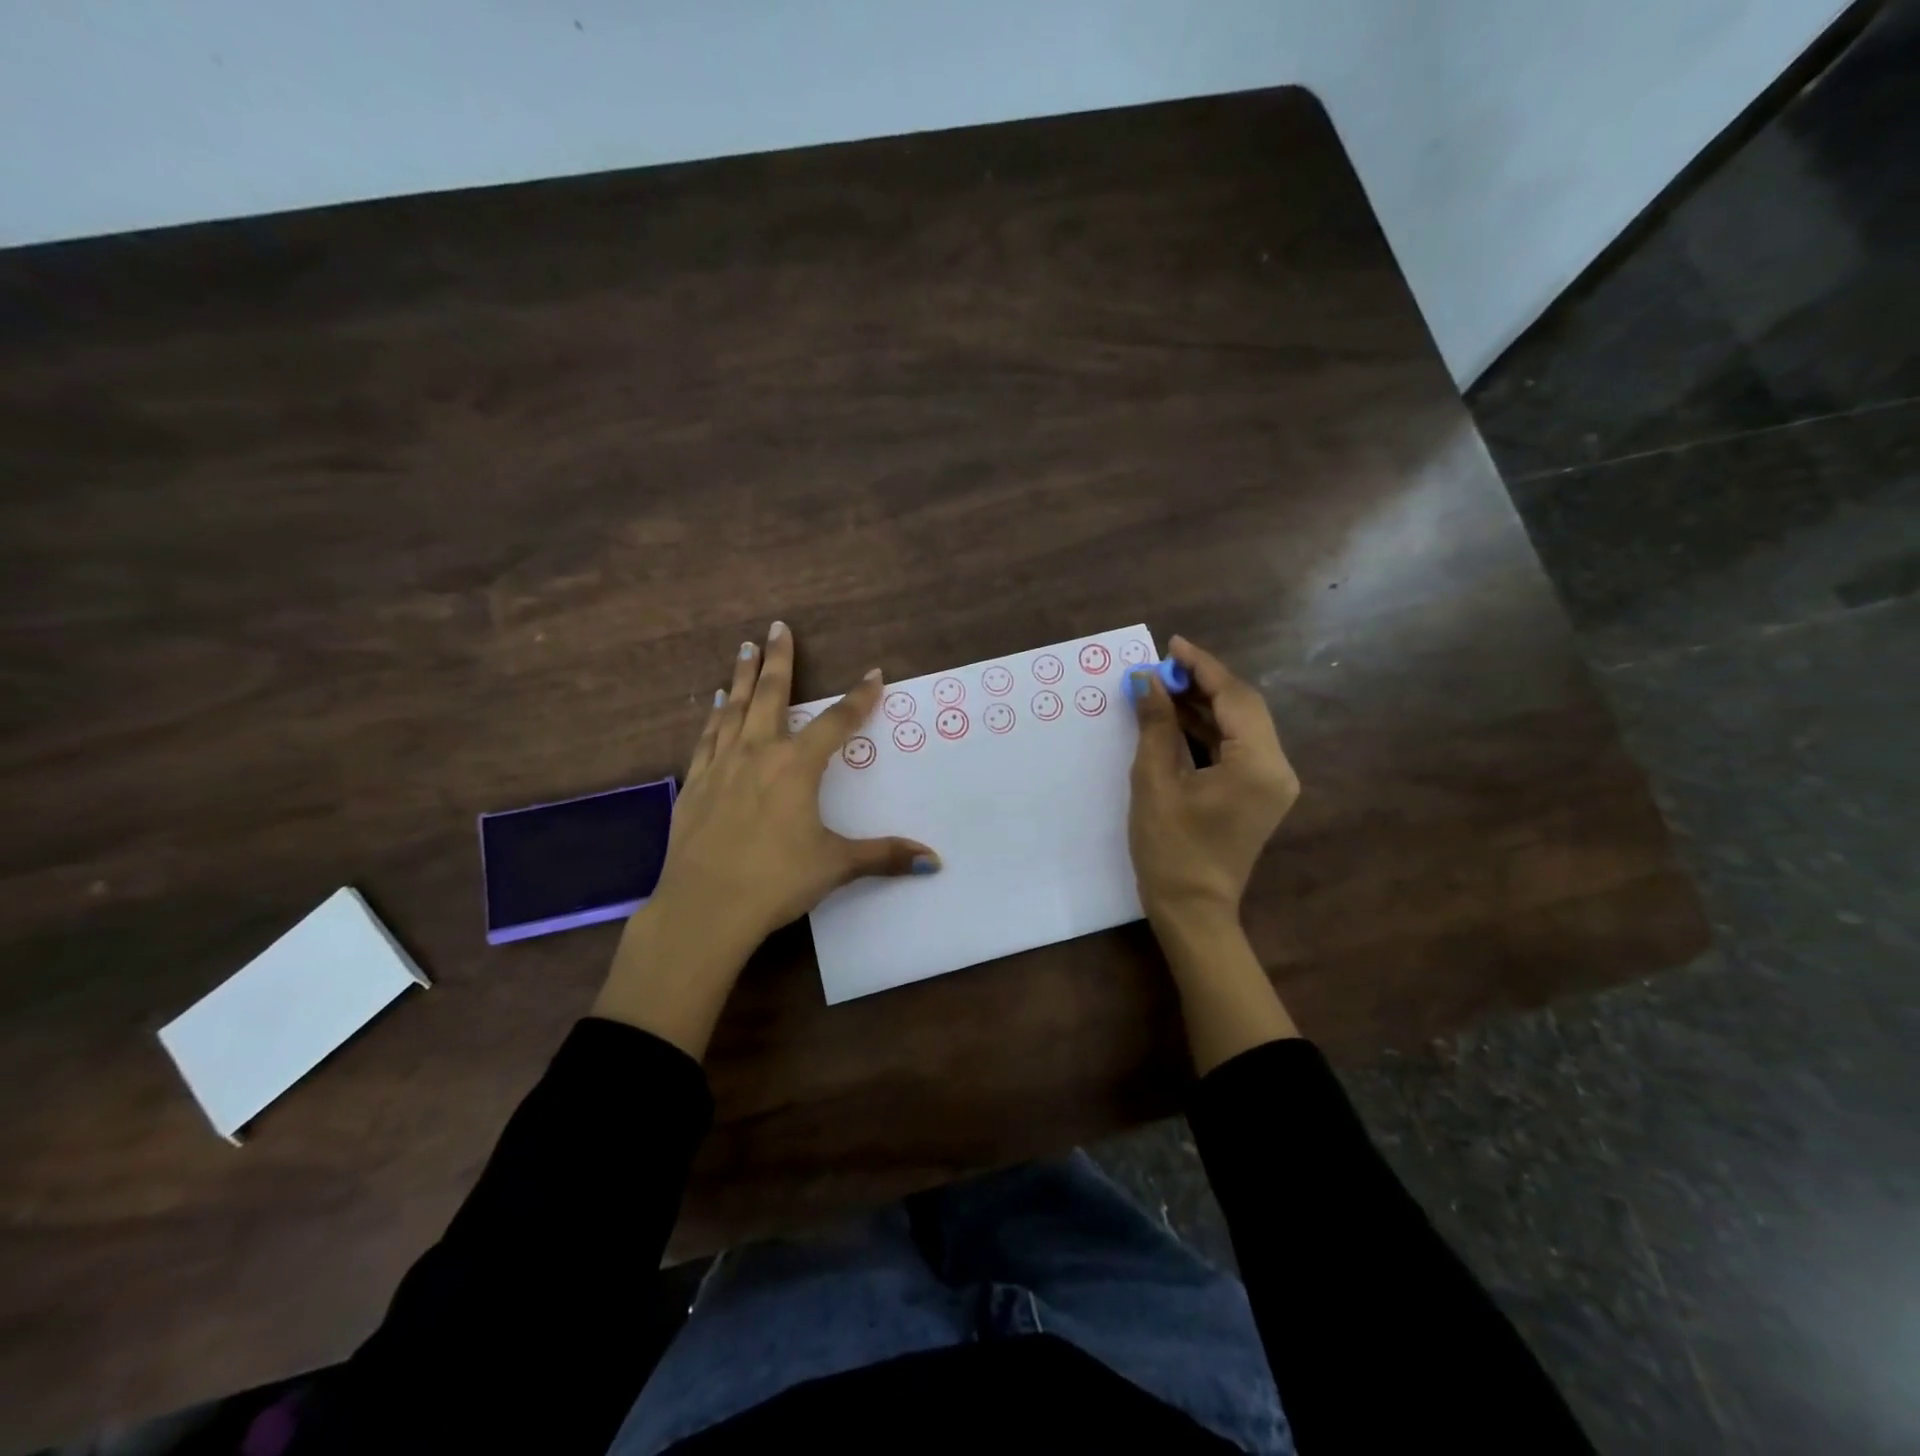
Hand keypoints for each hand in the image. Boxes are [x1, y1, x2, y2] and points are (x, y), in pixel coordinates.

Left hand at [593, 622, 939, 1056]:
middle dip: (778, 660)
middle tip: (777, 628)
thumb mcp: (835, 865)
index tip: (874, 673)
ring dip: (741, 678)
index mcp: (796, 766)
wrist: (703, 907)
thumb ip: (883, 856)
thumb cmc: (775, 880)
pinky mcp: (694, 785)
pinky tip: (715, 705)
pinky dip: (714, 716)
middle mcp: (757, 754)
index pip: (836, 722)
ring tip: (744, 650)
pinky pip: (707, 738)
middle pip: (770, 695)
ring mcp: (720, 766)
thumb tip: (934, 862)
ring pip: (734, 709)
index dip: (859, 698)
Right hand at [1125, 635, 1299, 930]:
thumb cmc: (1170, 849)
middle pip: (1243, 707)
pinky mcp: (1258, 793)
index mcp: (1258, 764)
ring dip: (1204, 705)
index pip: (1235, 697)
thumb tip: (1147, 681)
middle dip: (1203, 682)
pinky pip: (1236, 747)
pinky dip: (1208, 730)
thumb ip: (1156, 725)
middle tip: (1162, 666)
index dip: (1202, 666)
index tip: (1171, 645)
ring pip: (1240, 726)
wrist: (1192, 910)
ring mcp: (1271, 782)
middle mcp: (1277, 768)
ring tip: (1163, 686)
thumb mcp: (1155, 781)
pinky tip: (1177, 717)